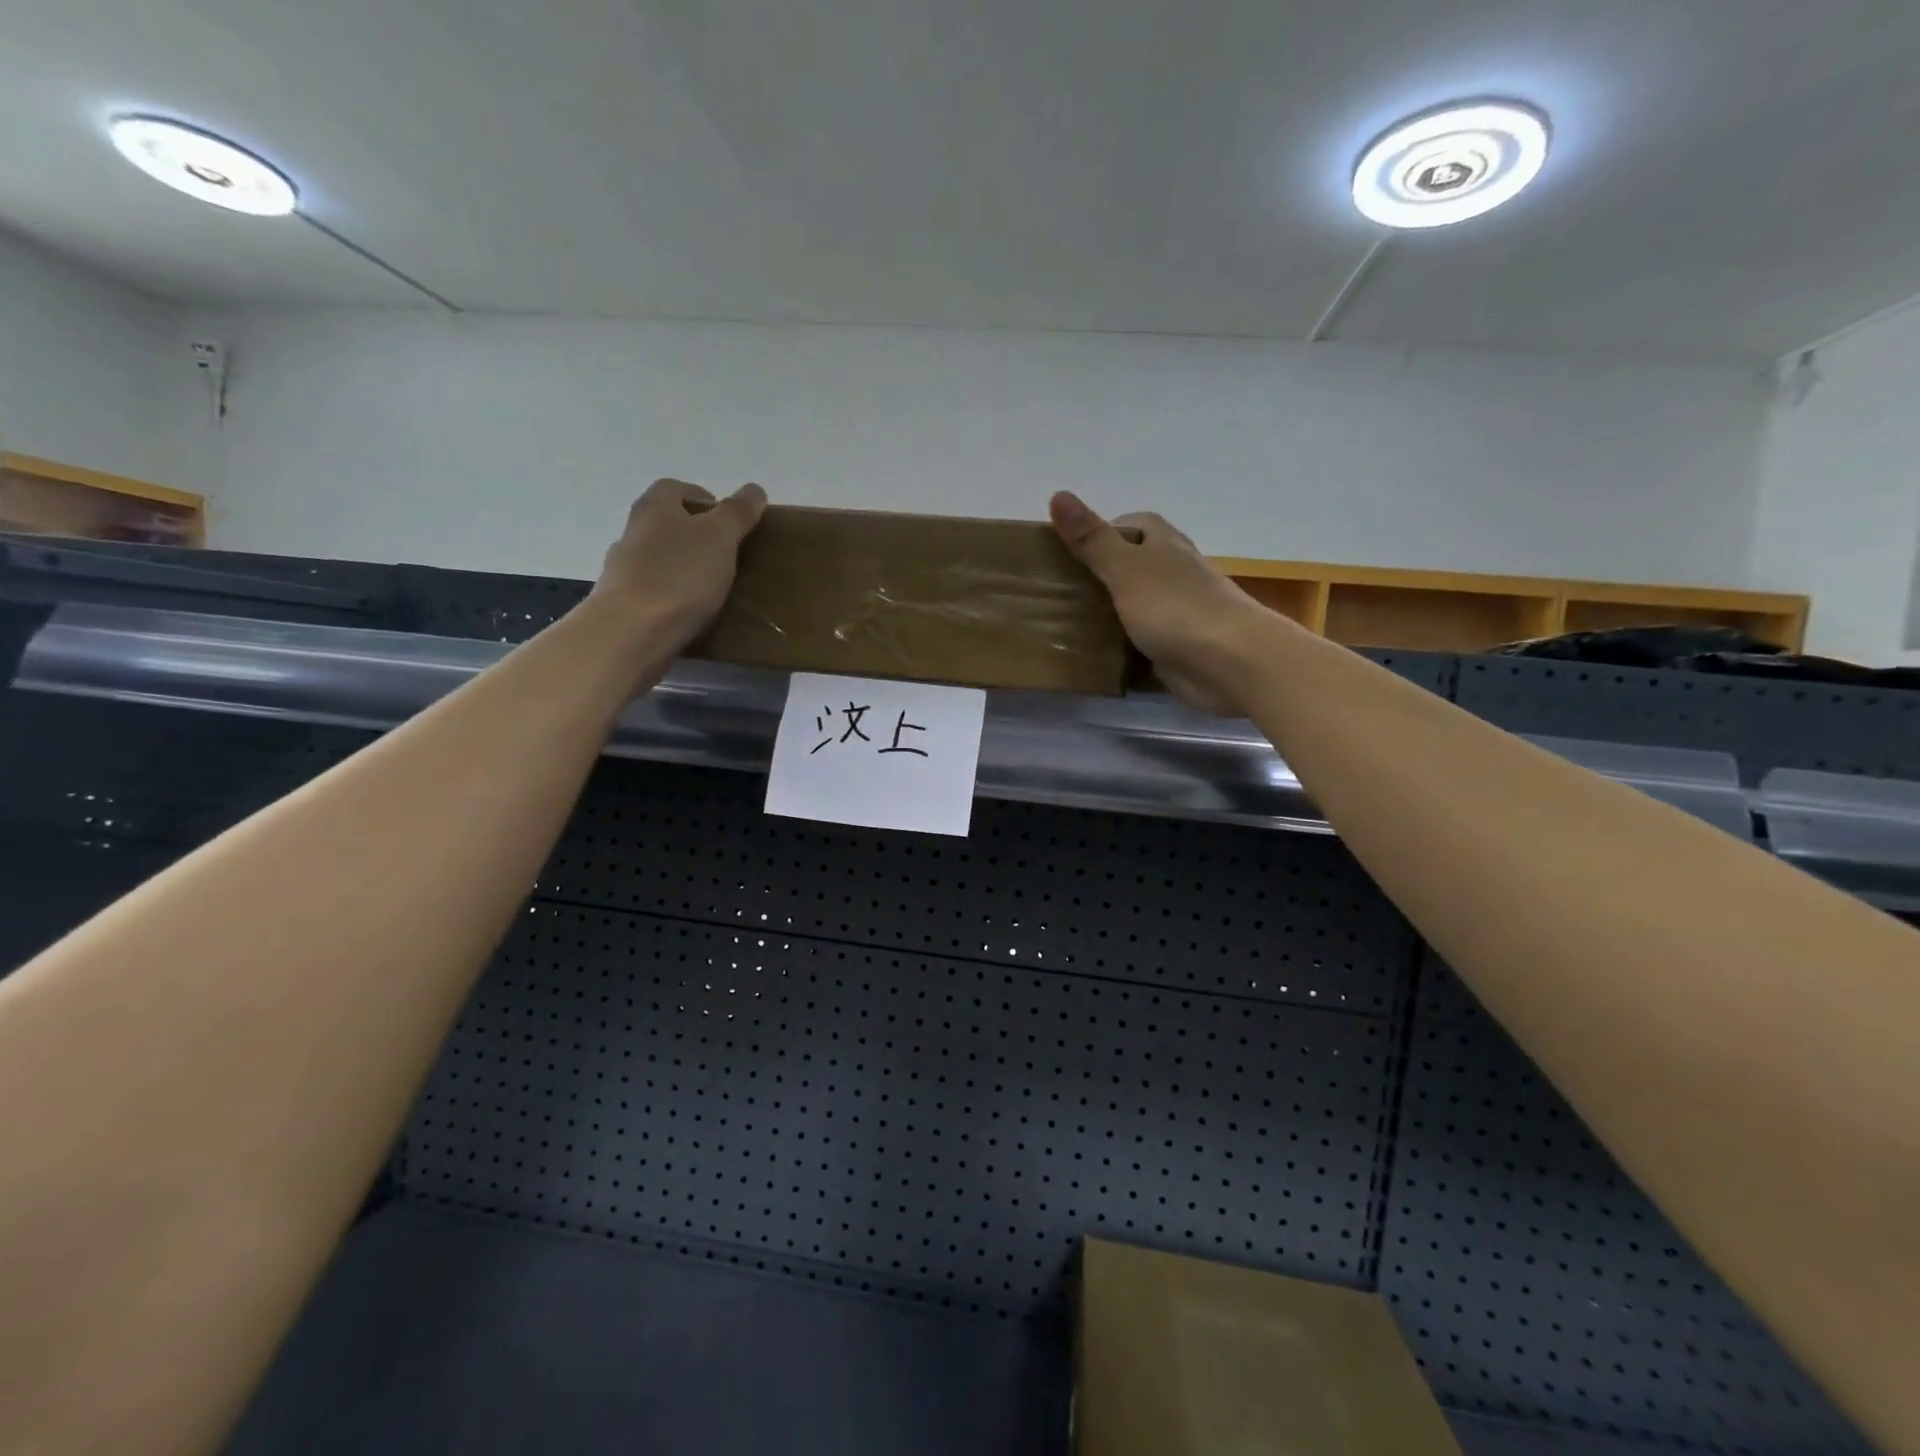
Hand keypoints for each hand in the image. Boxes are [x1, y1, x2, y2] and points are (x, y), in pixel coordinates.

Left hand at [590, 478, 766, 651]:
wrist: (632, 631)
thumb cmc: (680, 575)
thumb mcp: (720, 537)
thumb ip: (738, 512)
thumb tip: (754, 489)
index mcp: (654, 507)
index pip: (675, 488)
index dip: (703, 498)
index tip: (728, 521)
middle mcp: (633, 532)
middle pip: (665, 523)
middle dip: (694, 534)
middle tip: (727, 554)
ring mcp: (623, 569)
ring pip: (658, 558)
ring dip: (682, 567)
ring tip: (712, 588)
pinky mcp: (624, 604)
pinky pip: (654, 591)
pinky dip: (672, 596)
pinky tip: (692, 612)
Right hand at [1049, 490, 1274, 713]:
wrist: (1230, 662)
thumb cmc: (1177, 607)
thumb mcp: (1126, 569)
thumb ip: (1092, 539)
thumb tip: (1058, 495)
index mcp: (1165, 545)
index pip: (1135, 525)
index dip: (1105, 530)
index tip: (1070, 548)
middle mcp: (1175, 574)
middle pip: (1134, 565)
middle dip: (1101, 575)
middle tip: (1060, 590)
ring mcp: (1179, 612)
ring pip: (1137, 605)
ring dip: (1110, 613)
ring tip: (1067, 624)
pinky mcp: (1179, 647)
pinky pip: (1144, 642)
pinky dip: (1123, 648)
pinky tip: (1097, 657)